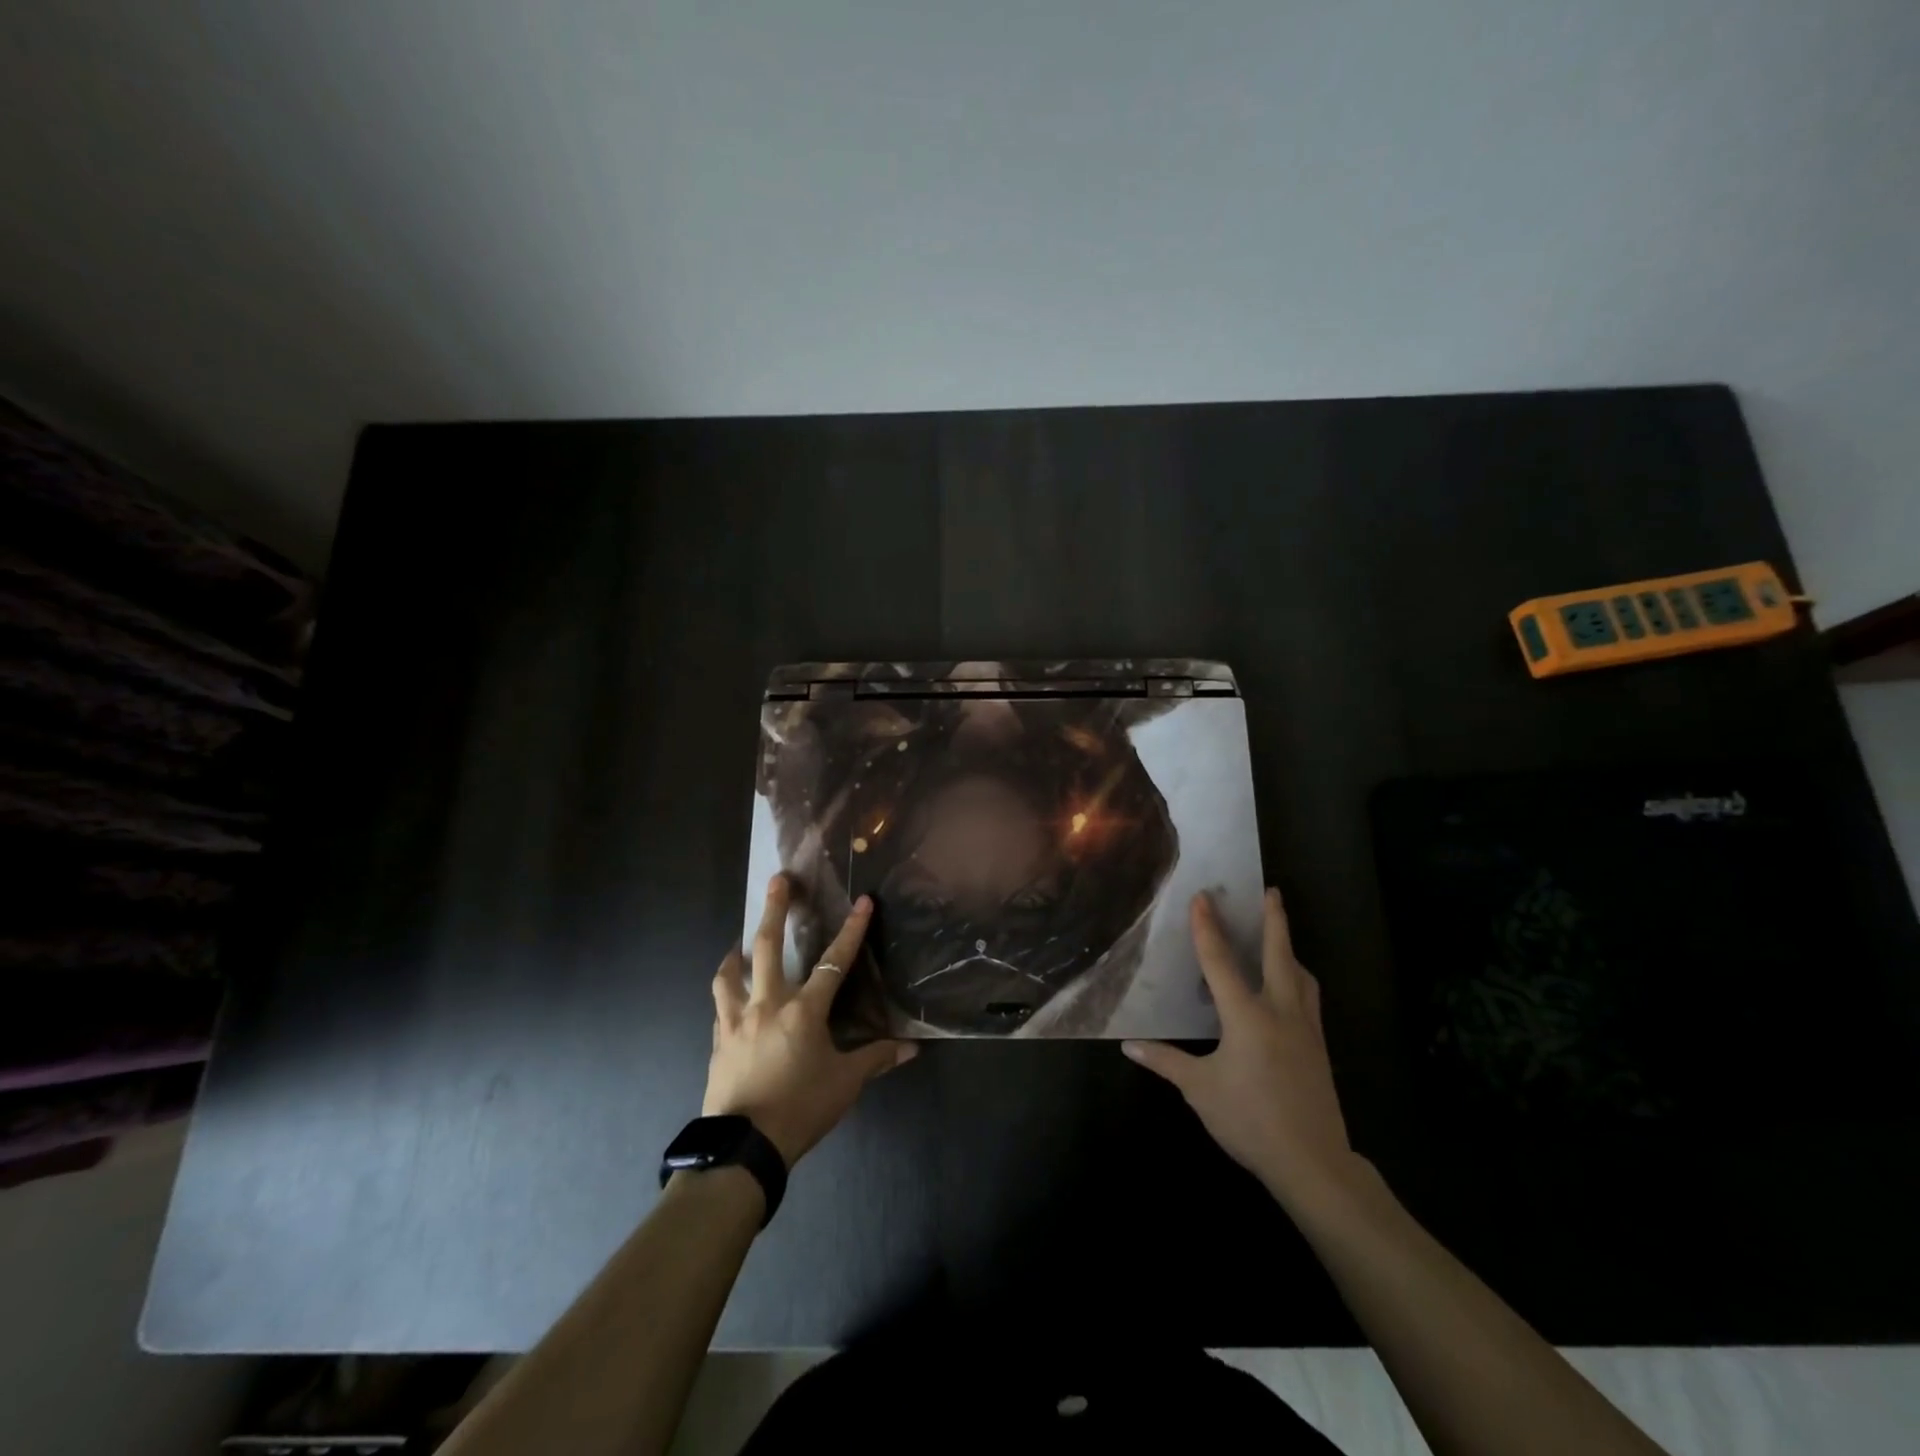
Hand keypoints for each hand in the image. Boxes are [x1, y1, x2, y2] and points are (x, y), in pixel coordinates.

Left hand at [704, 875, 915, 1166]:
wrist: (743, 1148)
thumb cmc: (800, 1109)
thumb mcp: (844, 1084)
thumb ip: (875, 1060)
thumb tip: (911, 1049)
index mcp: (803, 1011)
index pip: (833, 962)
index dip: (851, 931)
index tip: (862, 902)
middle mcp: (767, 1005)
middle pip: (768, 947)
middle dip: (774, 910)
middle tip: (777, 881)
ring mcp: (735, 1021)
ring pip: (730, 974)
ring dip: (737, 953)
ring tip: (740, 943)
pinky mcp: (717, 1042)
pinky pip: (720, 1007)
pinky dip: (727, 994)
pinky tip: (730, 997)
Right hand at [1124, 889, 1357, 1206]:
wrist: (1313, 1162)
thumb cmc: (1250, 1120)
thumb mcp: (1200, 1090)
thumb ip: (1165, 1061)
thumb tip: (1129, 1044)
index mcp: (1247, 1016)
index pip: (1220, 961)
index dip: (1207, 927)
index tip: (1203, 897)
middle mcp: (1280, 1012)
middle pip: (1279, 955)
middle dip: (1274, 920)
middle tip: (1271, 891)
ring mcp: (1306, 1029)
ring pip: (1301, 976)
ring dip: (1289, 950)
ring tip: (1280, 937)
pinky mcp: (1319, 1047)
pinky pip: (1309, 999)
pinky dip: (1299, 980)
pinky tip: (1291, 990)